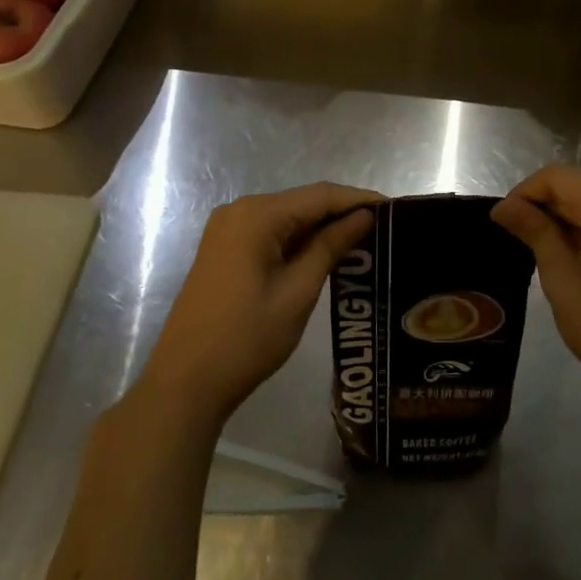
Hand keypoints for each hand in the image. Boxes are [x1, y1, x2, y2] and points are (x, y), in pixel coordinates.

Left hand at [138, 183, 380, 425]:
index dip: (359, 199)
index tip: (395, 208)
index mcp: (257, 215)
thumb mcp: (298, 292)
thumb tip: (363, 217)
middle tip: (384, 227)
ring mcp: (227, 229)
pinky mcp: (224, 249)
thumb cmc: (246, 339)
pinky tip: (325, 252)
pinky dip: (299, 240)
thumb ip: (330, 246)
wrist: (184, 383)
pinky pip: (271, 233)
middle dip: (342, 212)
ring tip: (364, 240)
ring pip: (287, 217)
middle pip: (303, 202)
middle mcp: (240, 211)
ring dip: (322, 227)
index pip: (320, 195)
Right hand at [492, 165, 580, 410]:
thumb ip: (535, 232)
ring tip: (538, 250)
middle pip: (579, 188)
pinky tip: (570, 259)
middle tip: (514, 236)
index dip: (525, 191)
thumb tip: (503, 206)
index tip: (503, 218)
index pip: (559, 177)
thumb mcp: (562, 280)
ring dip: (564, 220)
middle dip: (544, 206)